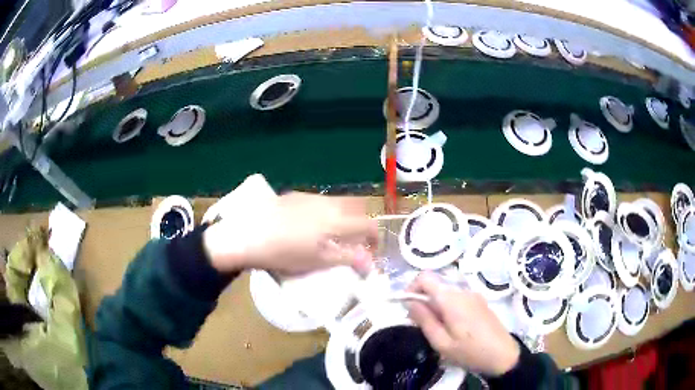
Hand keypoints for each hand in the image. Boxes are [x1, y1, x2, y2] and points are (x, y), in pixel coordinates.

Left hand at [204, 191, 377, 275]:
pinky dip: (325, 211)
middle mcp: (327, 203)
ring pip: (338, 201)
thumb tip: (370, 262)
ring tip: (330, 234)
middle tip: (353, 240)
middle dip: (362, 221)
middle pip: (357, 206)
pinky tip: (308, 225)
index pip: (367, 224)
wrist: (247, 235)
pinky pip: (320, 200)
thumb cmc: (283, 254)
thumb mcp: (317, 261)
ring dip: (343, 215)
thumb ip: (347, 258)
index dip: (374, 238)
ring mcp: (310, 197)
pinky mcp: (294, 195)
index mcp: (336, 220)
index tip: (370, 251)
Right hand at [407, 272, 519, 375]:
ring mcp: (473, 295)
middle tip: (420, 326)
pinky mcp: (480, 302)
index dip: (411, 288)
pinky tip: (453, 329)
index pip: (425, 277)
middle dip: (423, 301)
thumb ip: (424, 320)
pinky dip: (447, 308)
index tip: (407, 307)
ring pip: (445, 293)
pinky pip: (457, 299)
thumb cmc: (470, 352)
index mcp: (452, 299)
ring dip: (435, 307)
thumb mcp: (441, 342)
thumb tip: (410, 302)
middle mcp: (463, 291)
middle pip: (435, 286)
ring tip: (437, 331)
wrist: (503, 355)